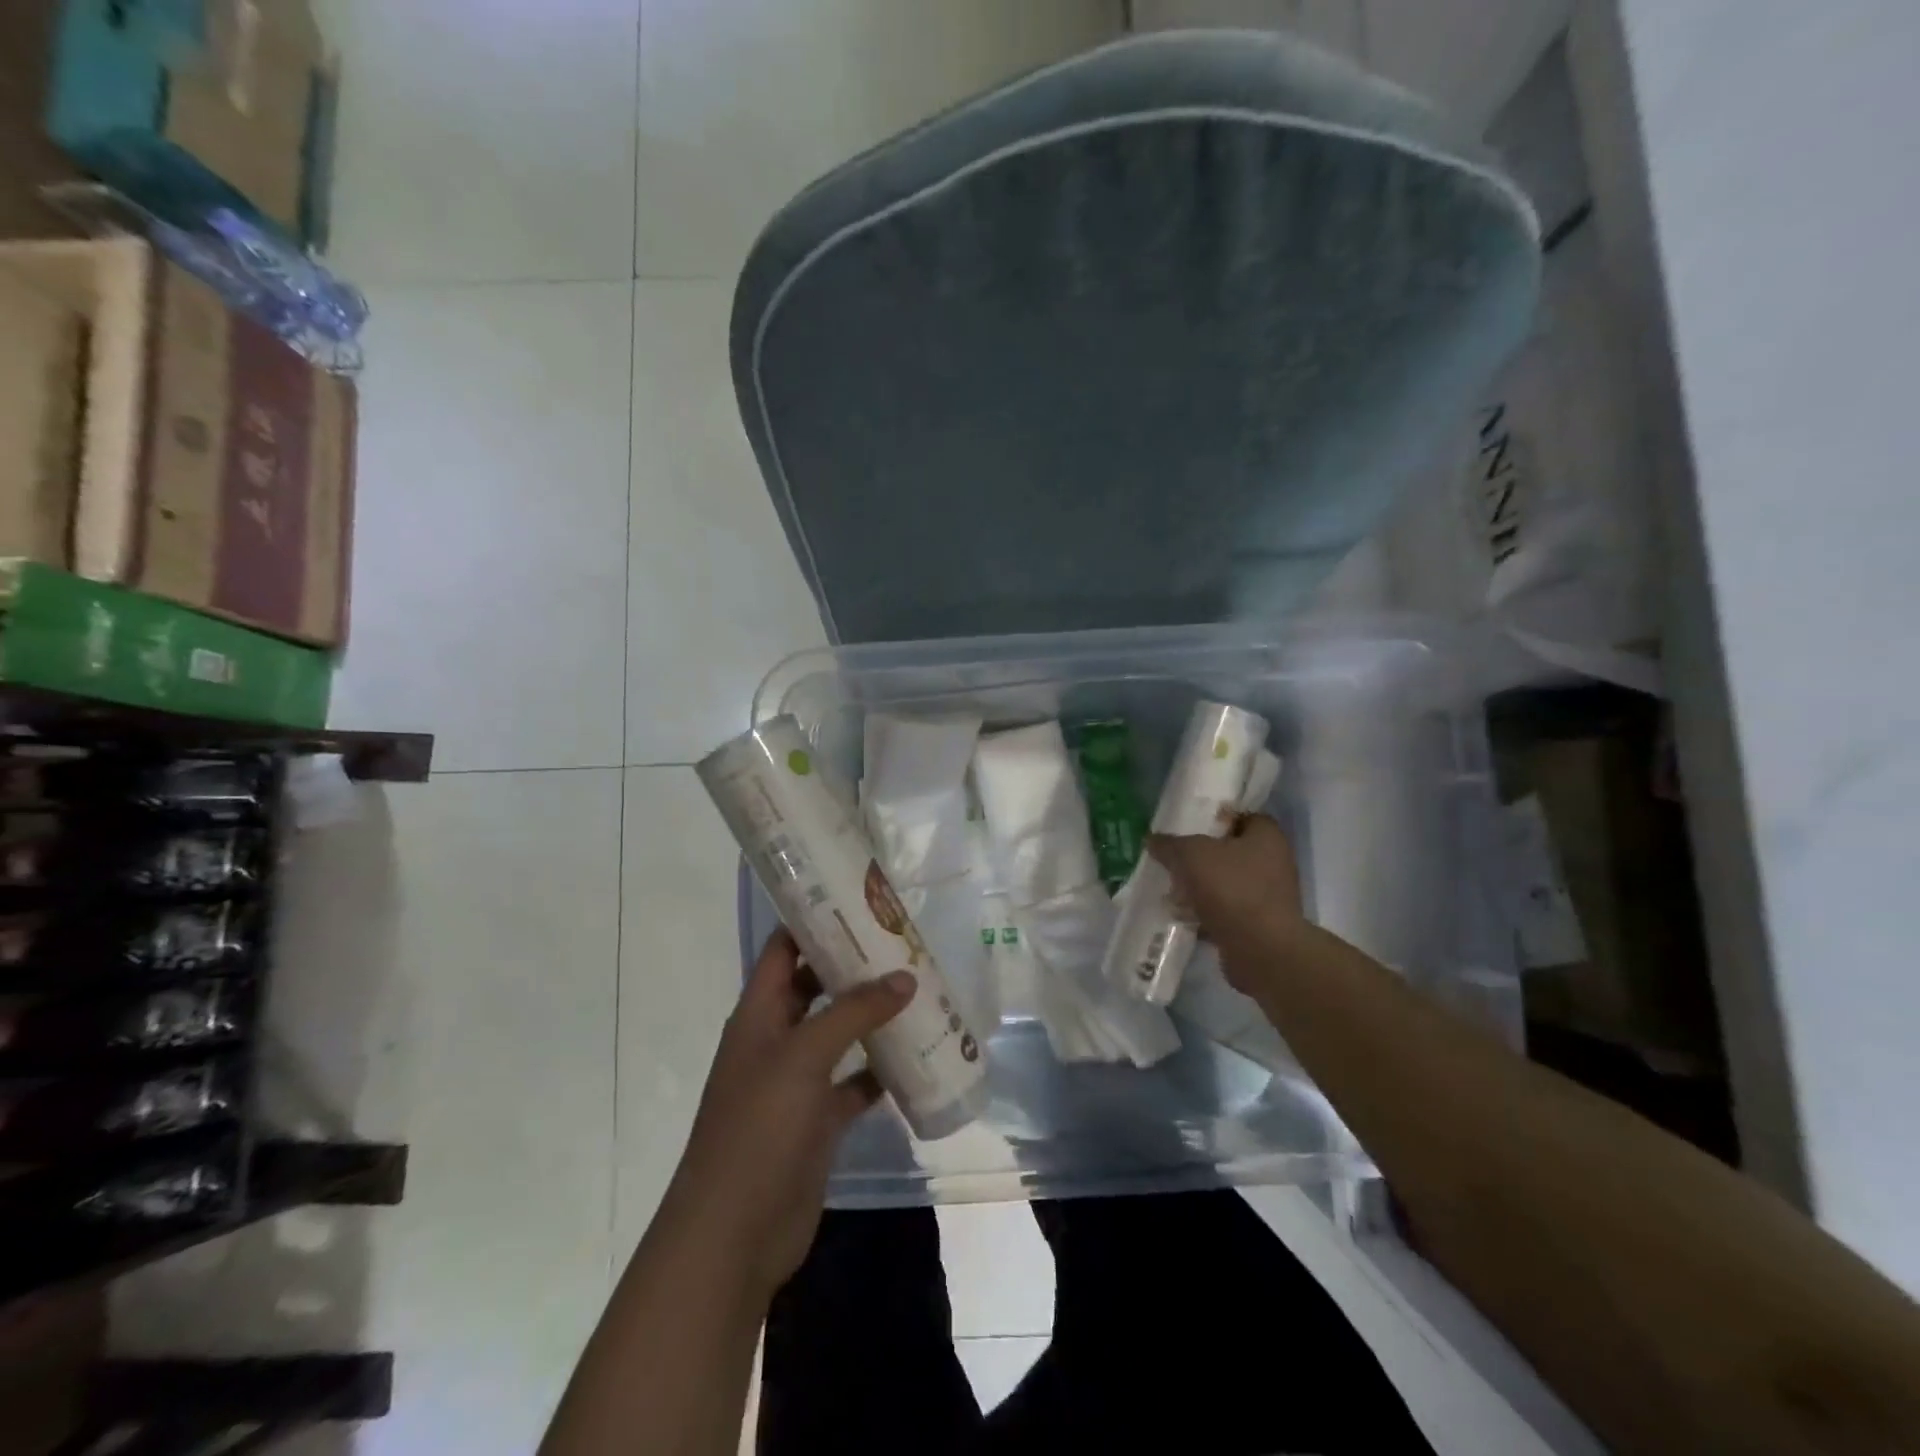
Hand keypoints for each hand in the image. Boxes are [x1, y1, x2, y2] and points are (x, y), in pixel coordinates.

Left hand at [661, 930, 912, 1300]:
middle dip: (855, 966)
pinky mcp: (817, 1120)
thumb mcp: (804, 1056)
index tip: (860, 901)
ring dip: (872, 1016)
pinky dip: (880, 1069)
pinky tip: (916, 1056)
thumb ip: (854, 1012)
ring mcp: (796, 1082)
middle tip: (903, 944)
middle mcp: (776, 1039)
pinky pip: (854, 1082)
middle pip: (816, 987)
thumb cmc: (759, 1127)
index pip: (784, 949)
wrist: (734, 1234)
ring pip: (839, 1034)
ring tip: (919, 989)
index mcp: (759, 1013)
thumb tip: (905, 977)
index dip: (815, 921)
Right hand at [1149, 814, 1306, 992]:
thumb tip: (1152, 839)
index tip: (1188, 825)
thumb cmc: (1232, 889)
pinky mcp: (1257, 925)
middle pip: (1230, 851)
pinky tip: (1179, 915)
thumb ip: (1170, 844)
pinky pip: (1225, 911)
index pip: (1242, 816)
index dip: (1215, 818)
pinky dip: (1204, 912)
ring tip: (1169, 889)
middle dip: (1200, 856)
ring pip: (1225, 883)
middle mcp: (1273, 863)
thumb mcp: (1191, 855)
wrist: (1261, 950)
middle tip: (1172, 858)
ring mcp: (1267, 897)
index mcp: (1267, 837)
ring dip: (1199, 886)